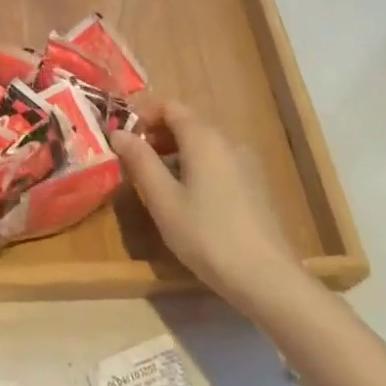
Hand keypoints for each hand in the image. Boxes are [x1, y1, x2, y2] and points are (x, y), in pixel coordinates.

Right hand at [111, 100, 303, 317]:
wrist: (267, 278)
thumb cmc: (207, 235)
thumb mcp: (163, 200)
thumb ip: (140, 161)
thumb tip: (118, 132)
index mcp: (204, 137)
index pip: (169, 106)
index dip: (143, 114)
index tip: (123, 136)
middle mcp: (228, 141)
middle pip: (187, 123)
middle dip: (157, 136)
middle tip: (133, 162)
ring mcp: (246, 163)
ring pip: (203, 145)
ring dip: (175, 154)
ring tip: (156, 183)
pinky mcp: (255, 186)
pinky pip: (218, 163)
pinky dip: (196, 168)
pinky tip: (188, 201)